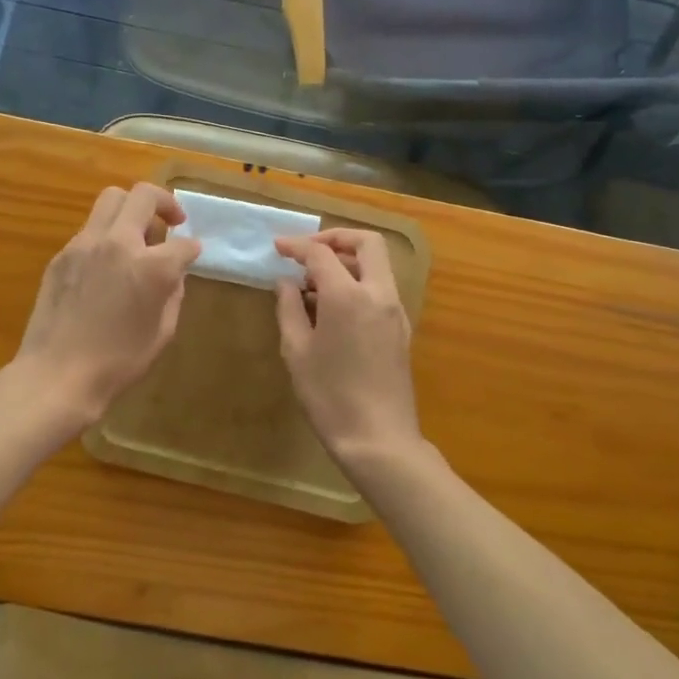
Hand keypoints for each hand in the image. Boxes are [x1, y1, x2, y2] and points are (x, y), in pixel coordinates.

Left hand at [16, 183, 200, 423]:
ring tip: (137, 236)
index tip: (192, 255)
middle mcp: (119, 243)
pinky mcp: (62, 254)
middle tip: (172, 221)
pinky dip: (106, 235)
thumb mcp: (162, 331)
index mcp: (151, 266)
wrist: (57, 375)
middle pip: (144, 195)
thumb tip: (174, 272)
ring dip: (131, 209)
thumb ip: (173, 292)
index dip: (192, 249)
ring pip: (111, 199)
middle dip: (165, 202)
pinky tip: (107, 263)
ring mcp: (85, 244)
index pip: (183, 243)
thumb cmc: (118, 362)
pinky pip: (90, 229)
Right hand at [274, 229, 422, 469]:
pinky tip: (333, 307)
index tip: (277, 247)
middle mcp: (378, 293)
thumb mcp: (297, 351)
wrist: (379, 439)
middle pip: (366, 242)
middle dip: (335, 238)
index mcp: (348, 295)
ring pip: (377, 264)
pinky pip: (380, 288)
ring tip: (314, 284)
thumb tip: (286, 282)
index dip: (296, 246)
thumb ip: (289, 308)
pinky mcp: (401, 328)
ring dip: (347, 261)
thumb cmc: (329, 396)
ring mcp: (395, 310)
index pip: (321, 253)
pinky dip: (358, 282)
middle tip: (307, 252)